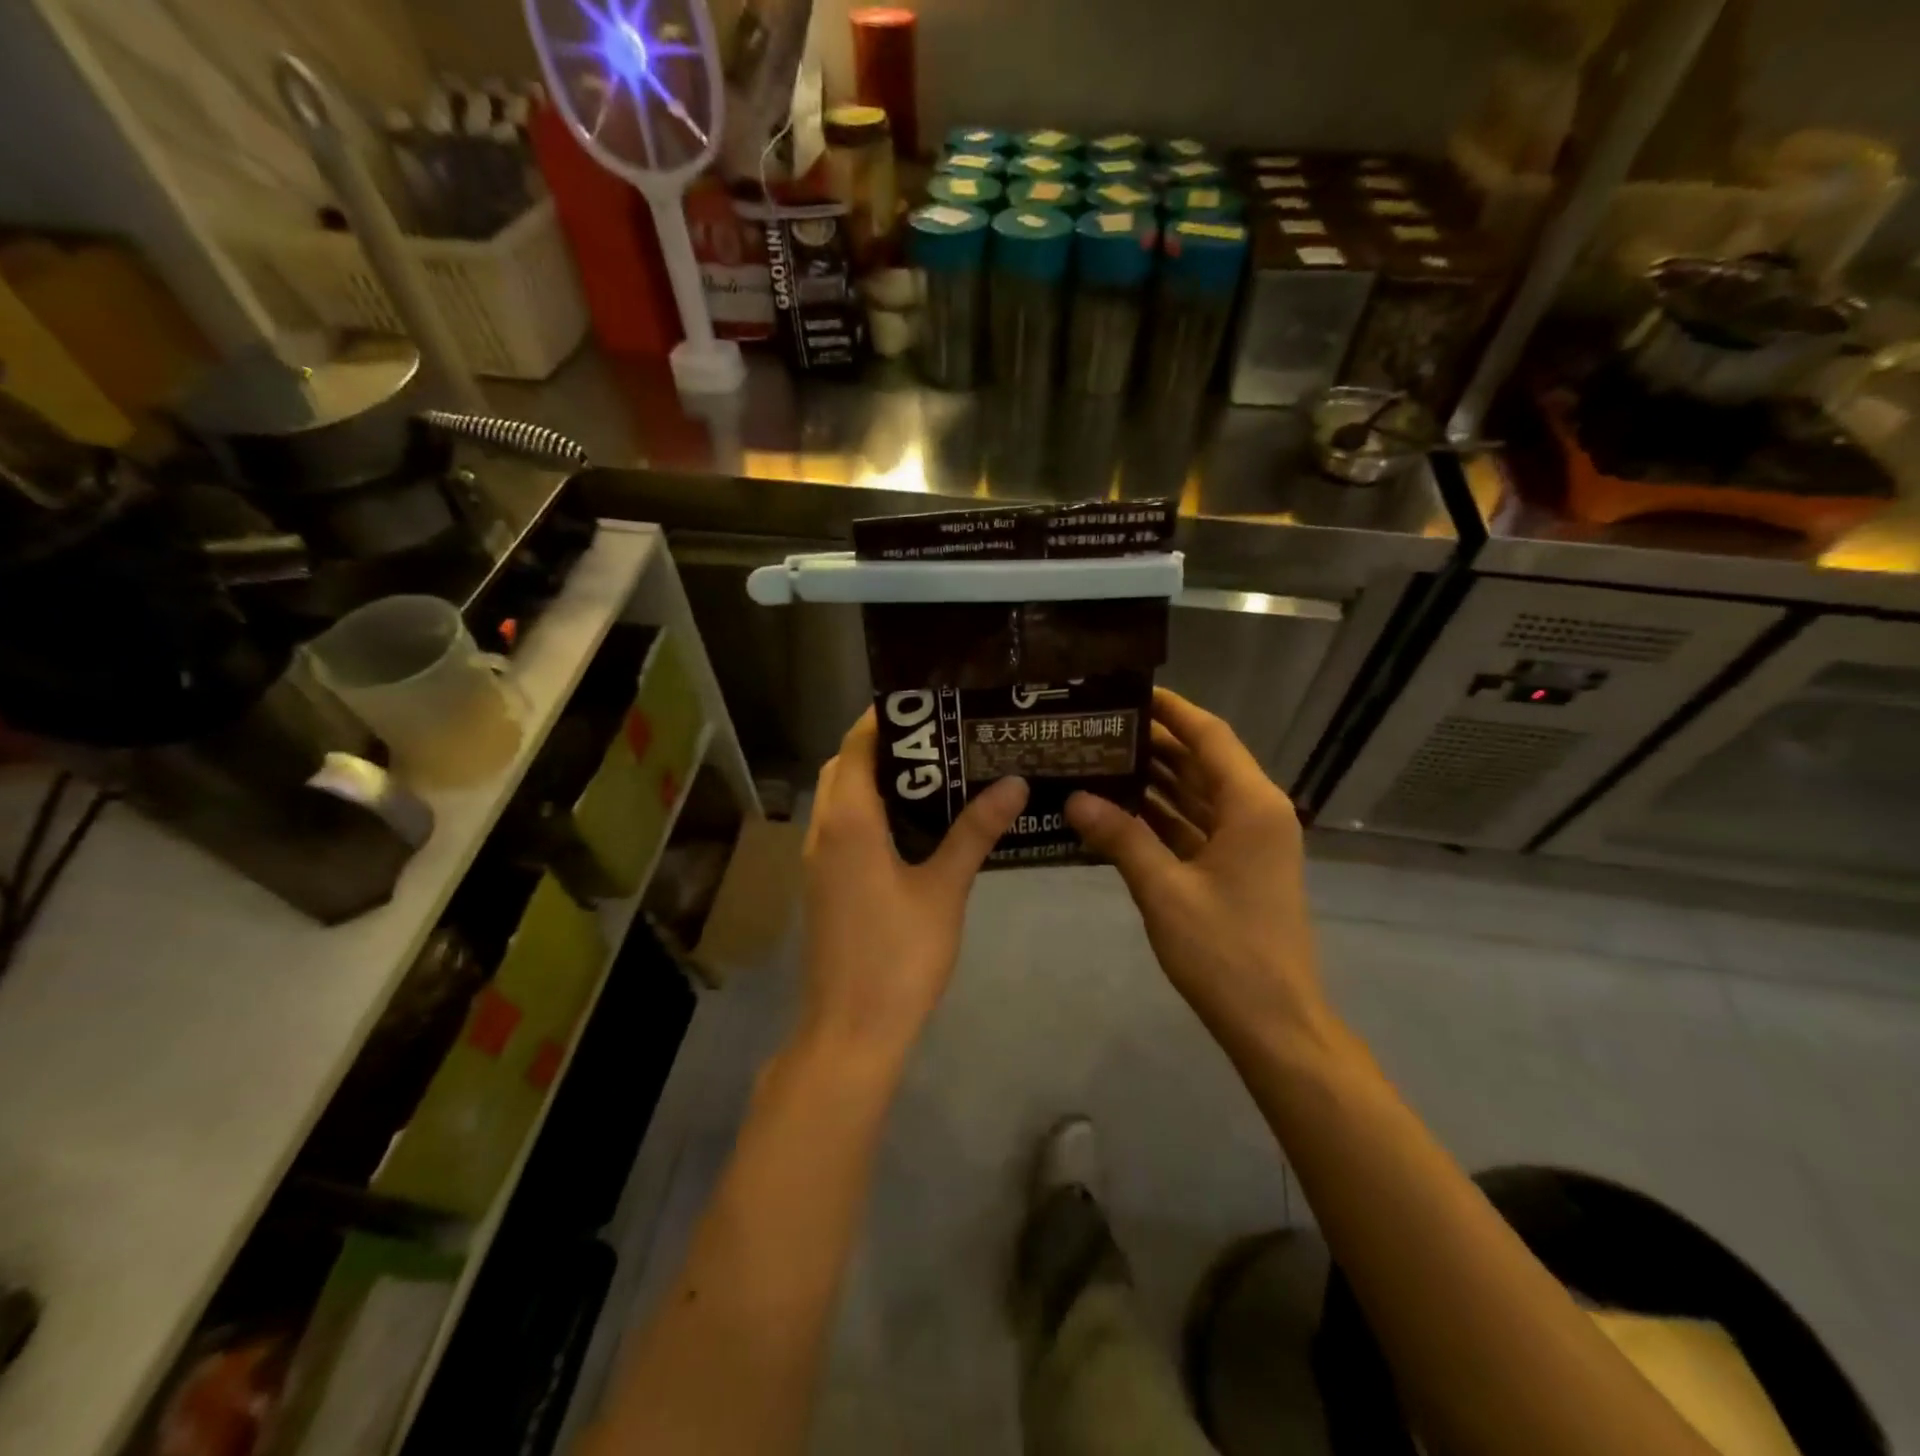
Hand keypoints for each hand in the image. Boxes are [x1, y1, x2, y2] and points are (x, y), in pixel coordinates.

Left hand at [800, 709, 1027, 1065]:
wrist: (850, 1031)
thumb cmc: (898, 956)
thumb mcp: (943, 890)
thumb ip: (974, 832)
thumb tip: (1012, 781)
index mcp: (848, 822)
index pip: (856, 747)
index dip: (884, 719)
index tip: (926, 704)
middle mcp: (824, 832)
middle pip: (844, 768)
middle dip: (883, 745)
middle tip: (938, 739)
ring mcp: (819, 861)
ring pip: (840, 799)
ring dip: (874, 779)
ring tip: (932, 773)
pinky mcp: (824, 886)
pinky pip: (842, 828)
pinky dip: (869, 811)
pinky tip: (914, 826)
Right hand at [1065, 689, 1336, 1062]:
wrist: (1274, 1023)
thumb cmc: (1226, 952)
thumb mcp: (1165, 890)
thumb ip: (1121, 837)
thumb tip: (1075, 798)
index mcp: (1251, 805)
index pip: (1209, 736)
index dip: (1172, 710)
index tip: (1129, 690)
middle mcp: (1255, 813)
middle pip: (1202, 763)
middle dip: (1153, 744)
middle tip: (1097, 727)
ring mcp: (1248, 843)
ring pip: (1197, 795)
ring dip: (1155, 780)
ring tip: (1100, 758)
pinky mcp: (1236, 869)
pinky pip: (1195, 827)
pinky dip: (1161, 817)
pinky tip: (1117, 809)